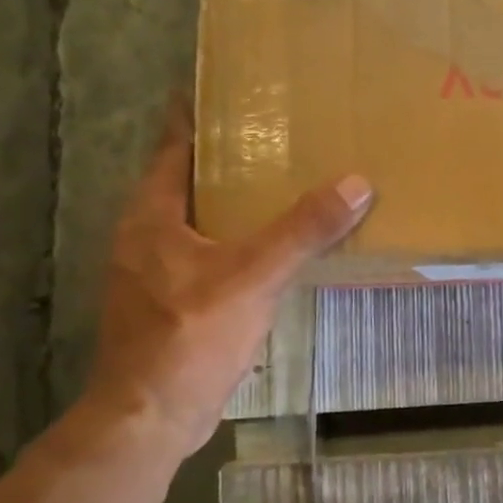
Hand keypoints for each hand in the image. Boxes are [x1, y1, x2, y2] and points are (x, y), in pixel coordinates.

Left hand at [83, 99, 372, 461]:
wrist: (150, 417)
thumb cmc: (190, 337)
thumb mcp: (253, 278)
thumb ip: (303, 230)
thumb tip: (357, 183)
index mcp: (152, 215)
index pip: (174, 145)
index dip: (197, 113)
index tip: (227, 84)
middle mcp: (146, 234)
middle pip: (188, 178)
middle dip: (227, 154)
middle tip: (277, 129)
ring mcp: (156, 270)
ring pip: (199, 218)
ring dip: (234, 199)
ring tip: (282, 181)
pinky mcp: (172, 300)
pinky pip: (208, 251)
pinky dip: (237, 238)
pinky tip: (271, 245)